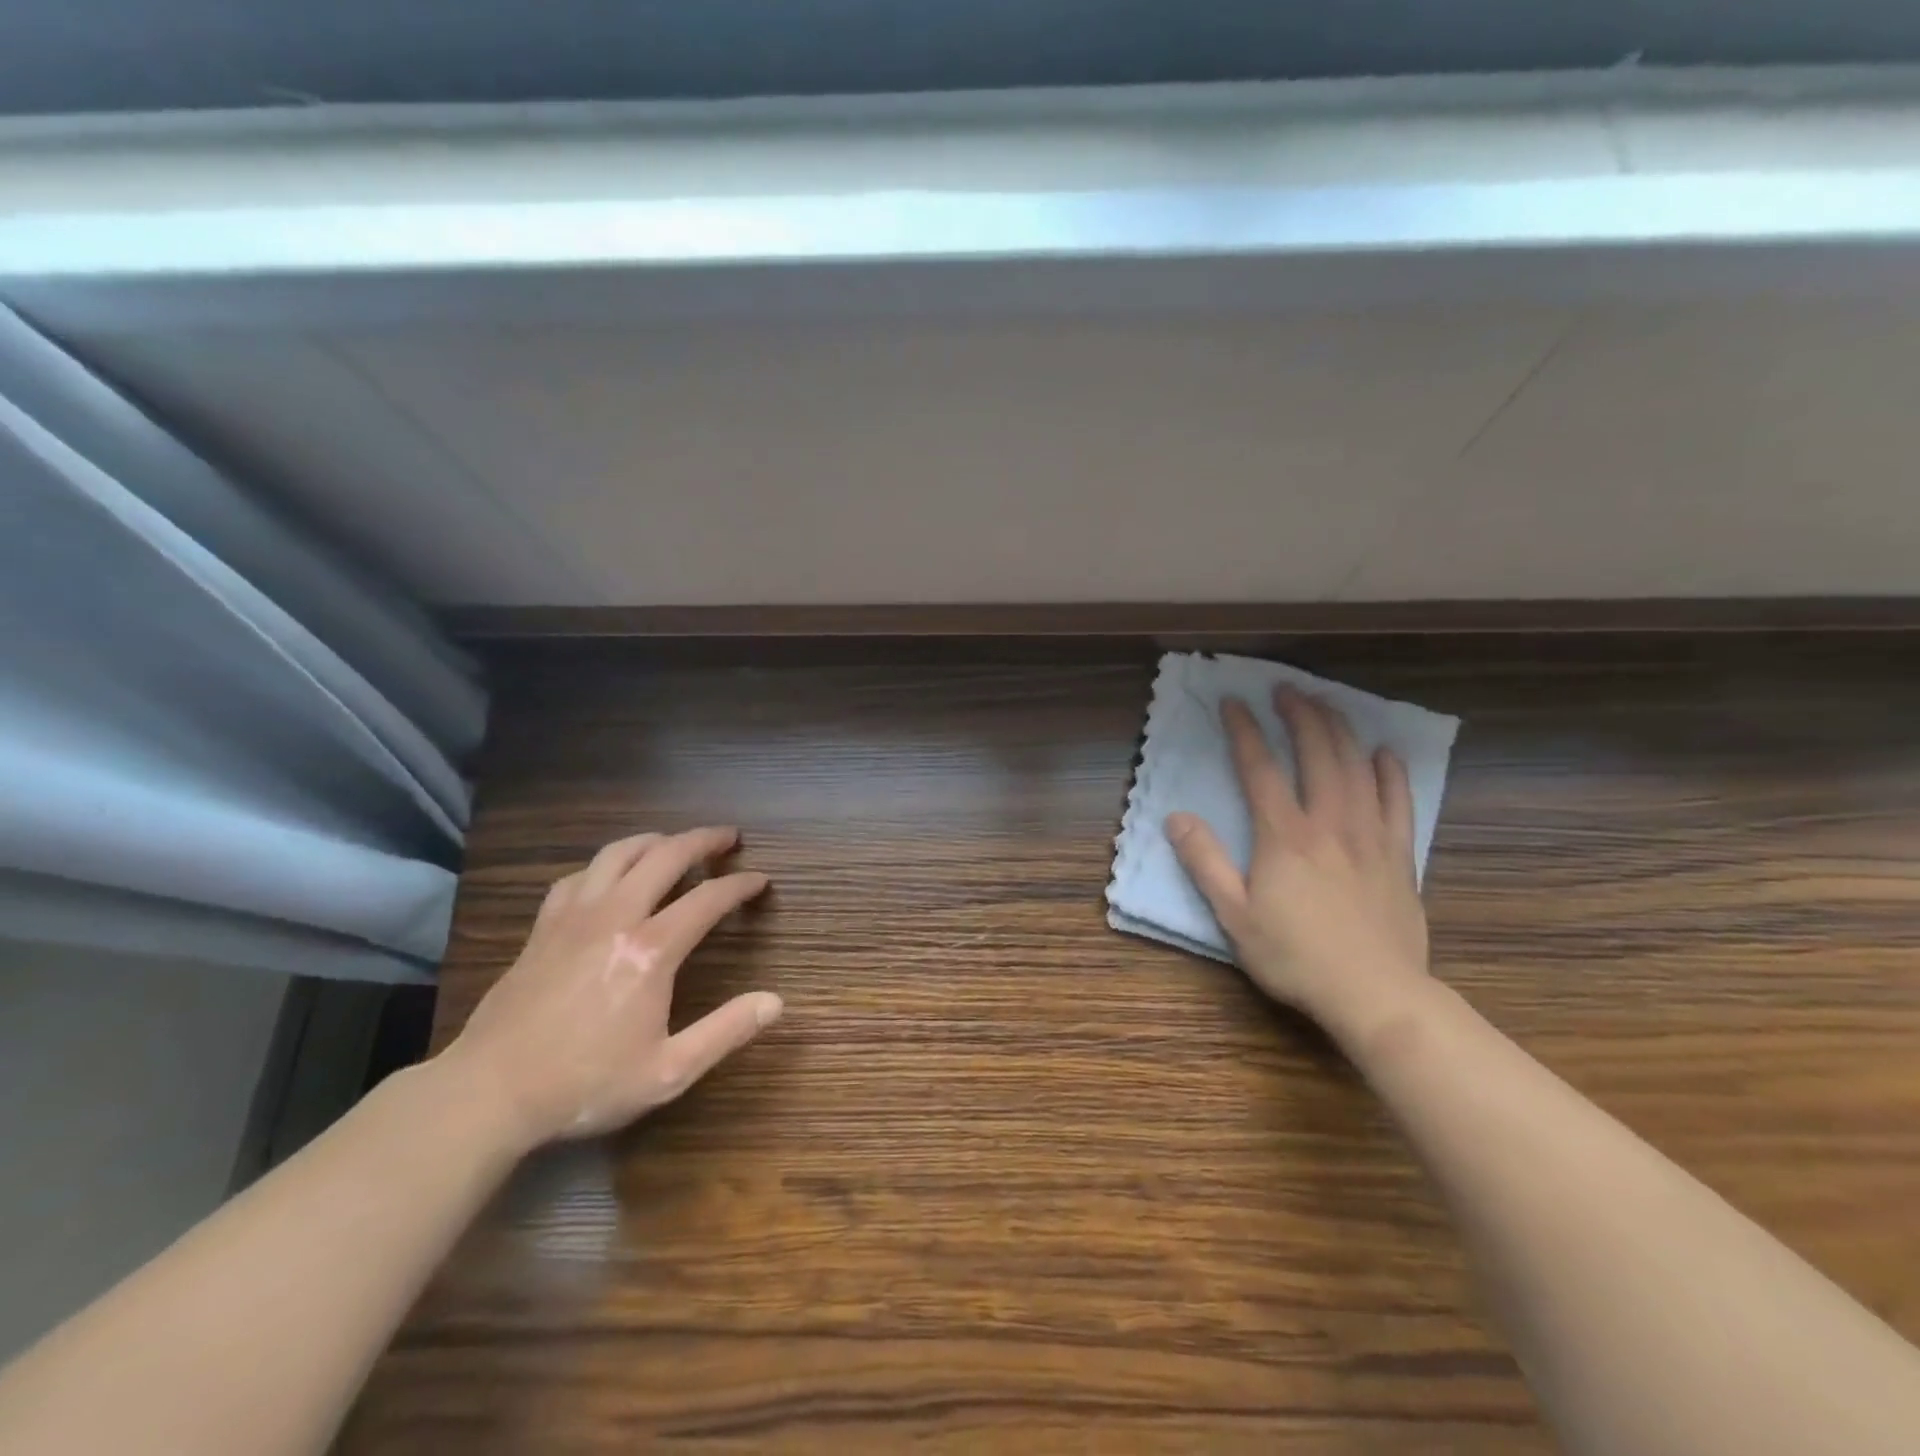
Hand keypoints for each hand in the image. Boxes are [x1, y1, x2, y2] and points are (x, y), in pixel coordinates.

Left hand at [441, 827, 781, 1150]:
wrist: (488, 1093)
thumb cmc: (585, 1084)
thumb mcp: (667, 1072)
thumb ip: (725, 1032)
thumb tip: (775, 1002)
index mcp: (651, 950)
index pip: (708, 898)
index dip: (741, 884)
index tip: (761, 880)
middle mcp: (615, 917)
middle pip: (665, 856)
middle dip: (703, 840)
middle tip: (728, 837)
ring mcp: (574, 917)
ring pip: (618, 853)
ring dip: (655, 840)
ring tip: (674, 843)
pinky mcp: (543, 927)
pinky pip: (578, 876)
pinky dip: (606, 866)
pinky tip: (611, 877)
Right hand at [1166, 688, 1430, 1037]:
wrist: (1375, 994)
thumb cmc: (1295, 957)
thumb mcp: (1234, 916)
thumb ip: (1204, 863)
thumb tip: (1176, 818)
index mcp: (1284, 836)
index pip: (1259, 768)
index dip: (1244, 731)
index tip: (1232, 702)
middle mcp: (1329, 823)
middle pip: (1317, 753)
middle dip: (1300, 715)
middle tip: (1286, 690)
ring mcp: (1370, 836)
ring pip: (1358, 768)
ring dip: (1341, 730)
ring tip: (1327, 704)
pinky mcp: (1399, 856)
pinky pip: (1399, 803)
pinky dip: (1391, 773)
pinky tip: (1384, 753)